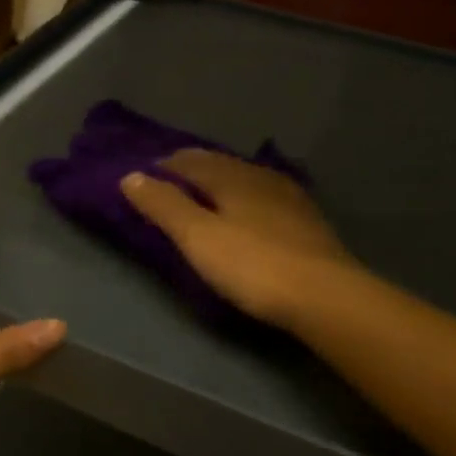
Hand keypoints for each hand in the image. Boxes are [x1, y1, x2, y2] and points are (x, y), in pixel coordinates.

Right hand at [121, 150, 355, 328]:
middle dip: (194, 167)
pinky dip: (246, 196)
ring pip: (246, 177)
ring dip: (222, 180)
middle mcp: (260, 177)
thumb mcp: (198, 237)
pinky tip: (251, 209)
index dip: (166, 165)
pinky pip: (265, 195)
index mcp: (231, 177)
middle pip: (220, 164)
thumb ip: (164, 205)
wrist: (325, 294)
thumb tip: (130, 176)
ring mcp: (288, 197)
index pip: (191, 161)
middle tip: (171, 178)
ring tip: (207, 191)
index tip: (146, 172)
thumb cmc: (253, 265)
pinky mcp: (306, 220)